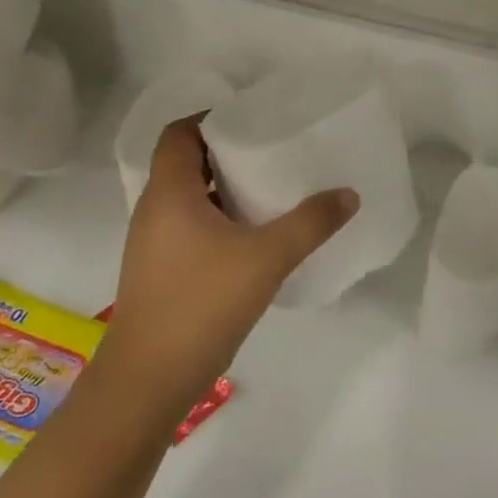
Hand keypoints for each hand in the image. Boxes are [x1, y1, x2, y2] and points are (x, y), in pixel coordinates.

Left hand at [102, 116, 357, 408]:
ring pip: (187, 197)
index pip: (178, 133)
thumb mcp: (267, 258)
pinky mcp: (159, 272)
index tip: (251, 117)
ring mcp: (152, 244)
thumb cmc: (202, 304)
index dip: (209, 117)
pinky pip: (188, 226)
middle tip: (271, 148)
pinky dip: (217, 218)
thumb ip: (311, 222)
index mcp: (169, 193)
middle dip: (225, 151)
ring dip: (222, 188)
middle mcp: (153, 211)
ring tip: (268, 188)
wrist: (149, 380)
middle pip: (184, 162)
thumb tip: (348, 194)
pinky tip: (252, 236)